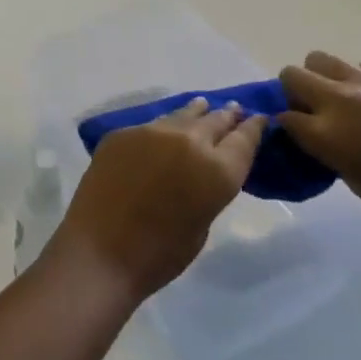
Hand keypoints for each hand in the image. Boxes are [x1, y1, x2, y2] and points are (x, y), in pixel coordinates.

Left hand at [45, 98, 265, 303]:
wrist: (101, 249)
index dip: (253, 128)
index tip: (259, 118)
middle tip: (234, 109)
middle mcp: (188, 141)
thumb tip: (201, 170)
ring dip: (195, 113)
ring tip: (202, 105)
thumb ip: (207, 187)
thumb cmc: (160, 254)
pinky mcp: (122, 133)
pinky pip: (150, 126)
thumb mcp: (202, 224)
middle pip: (214, 121)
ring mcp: (152, 132)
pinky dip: (163, 127)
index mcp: (217, 170)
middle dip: (225, 116)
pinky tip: (163, 129)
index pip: (244, 140)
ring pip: (181, 116)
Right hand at [278, 53, 360, 246]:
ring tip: (342, 100)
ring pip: (320, 59)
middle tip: (313, 112)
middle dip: (294, 92)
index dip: (287, 126)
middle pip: (291, 75)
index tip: (296, 134)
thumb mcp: (351, 179)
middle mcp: (341, 100)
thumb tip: (310, 131)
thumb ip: (323, 148)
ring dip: (321, 78)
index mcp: (327, 134)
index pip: (283, 116)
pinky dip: (359, 81)